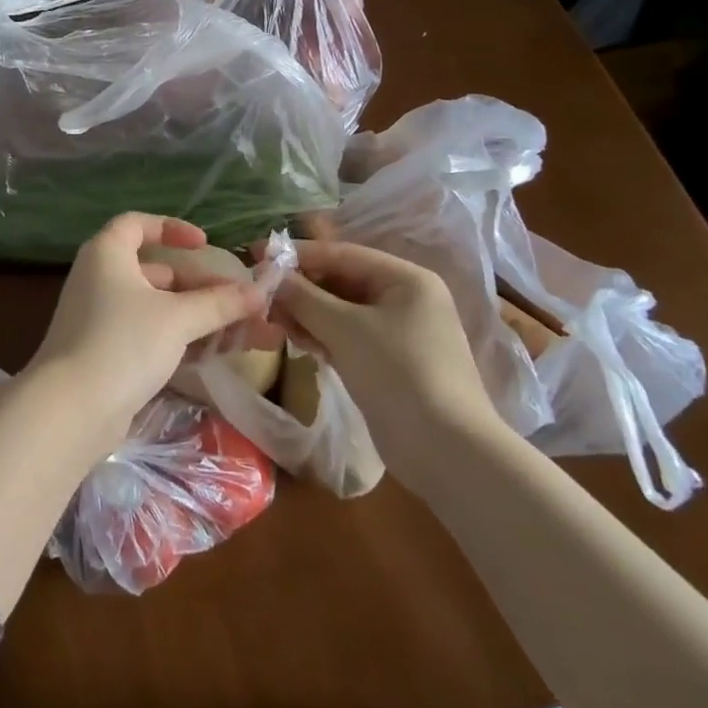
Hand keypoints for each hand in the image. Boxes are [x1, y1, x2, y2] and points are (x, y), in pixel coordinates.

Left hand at [28, 214, 268, 452]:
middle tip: (238, 301)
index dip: (171, 229)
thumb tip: (258, 293)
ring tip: (240, 331)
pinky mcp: (105, 353)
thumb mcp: (177, 318)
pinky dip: (178, 338)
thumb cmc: (123, 342)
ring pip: (156, 307)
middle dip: (200, 285)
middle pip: (155, 271)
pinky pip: (148, 334)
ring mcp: (100, 318)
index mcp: (107, 253)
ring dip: (196, 316)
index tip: (204, 245)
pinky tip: (212, 354)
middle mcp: (99, 278)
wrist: (71, 409)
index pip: (137, 225)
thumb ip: (218, 304)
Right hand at [271, 238, 506, 489]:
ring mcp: (400, 332)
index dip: (298, 253)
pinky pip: (349, 336)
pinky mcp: (391, 362)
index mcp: (405, 279)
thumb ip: (303, 297)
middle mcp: (406, 298)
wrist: (449, 453)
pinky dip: (323, 335)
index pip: (342, 254)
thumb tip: (269, 275)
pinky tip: (298, 342)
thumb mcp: (344, 329)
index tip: (258, 254)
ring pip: (342, 311)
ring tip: (275, 321)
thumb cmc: (398, 374)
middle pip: (342, 281)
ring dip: (308, 313)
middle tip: (263, 295)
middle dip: (302, 288)